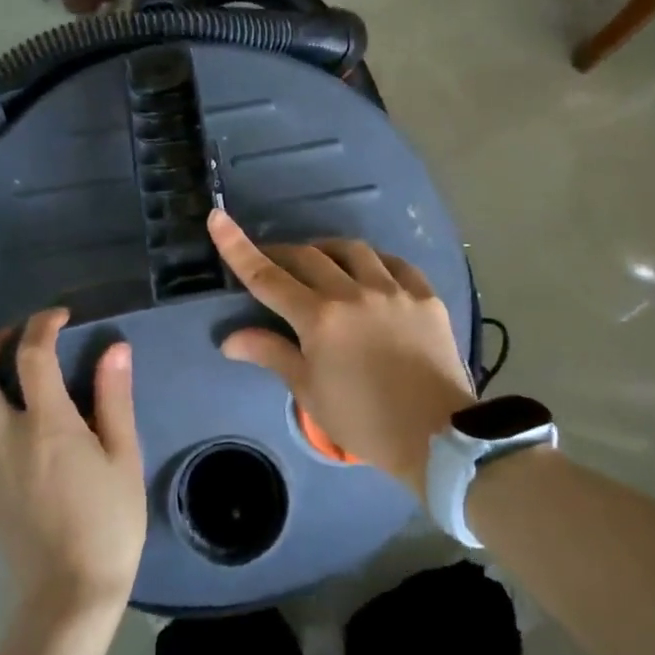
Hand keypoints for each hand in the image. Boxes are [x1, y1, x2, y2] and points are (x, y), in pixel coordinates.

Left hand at [0, 310, 146, 623]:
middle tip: (12, 337)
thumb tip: (114, 348)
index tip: (59, 317)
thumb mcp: (125, 456)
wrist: (73, 592)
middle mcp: (5, 438)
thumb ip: (115, 398)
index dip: (42, 325)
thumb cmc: (110, 522)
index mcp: (47, 424)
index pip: (32, 356)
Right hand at [208, 209, 474, 496]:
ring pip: (352, 250)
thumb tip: (230, 338)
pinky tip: (370, 273)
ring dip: (328, 251)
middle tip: (273, 264)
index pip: (268, 276)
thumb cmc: (363, 419)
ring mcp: (393, 290)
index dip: (238, 247)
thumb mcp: (309, 391)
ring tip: (321, 264)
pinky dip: (374, 263)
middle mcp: (353, 292)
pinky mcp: (424, 296)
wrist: (436, 436)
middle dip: (283, 254)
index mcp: (319, 318)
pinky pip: (395, 264)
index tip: (218, 218)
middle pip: (308, 256)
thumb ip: (271, 354)